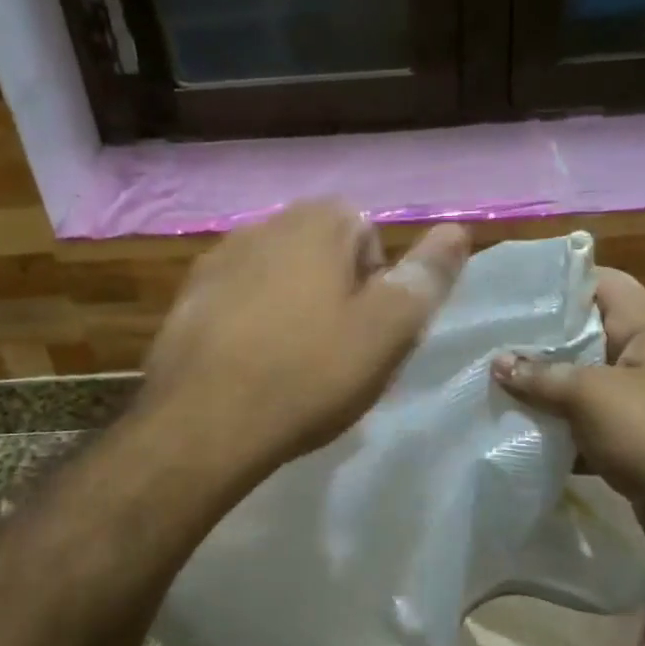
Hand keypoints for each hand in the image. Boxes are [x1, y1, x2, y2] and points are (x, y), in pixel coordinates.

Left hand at [144, 200, 469, 474]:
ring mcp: (218, 259)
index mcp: (317, 222)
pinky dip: (252, 325)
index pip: (369, 235)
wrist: (205, 423)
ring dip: (294, 309)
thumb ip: (426, 276)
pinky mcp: (187, 298)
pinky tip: (252, 368)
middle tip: (340, 352)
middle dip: (337, 294)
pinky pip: (239, 302)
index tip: (371, 332)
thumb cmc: (309, 373)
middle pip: (322, 254)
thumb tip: (457, 230)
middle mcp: (264, 224)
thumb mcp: (388, 329)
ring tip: (295, 365)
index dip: (379, 286)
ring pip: (278, 278)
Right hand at [491, 269, 644, 559]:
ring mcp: (641, 398)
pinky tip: (515, 431)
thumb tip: (498, 362)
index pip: (597, 281)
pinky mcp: (634, 438)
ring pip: (581, 381)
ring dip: (542, 388)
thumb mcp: (592, 396)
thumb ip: (542, 376)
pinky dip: (558, 427)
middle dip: (536, 341)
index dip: (553, 283)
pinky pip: (587, 422)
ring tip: (489, 384)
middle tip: (485, 343)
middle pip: (582, 333)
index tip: (506, 295)